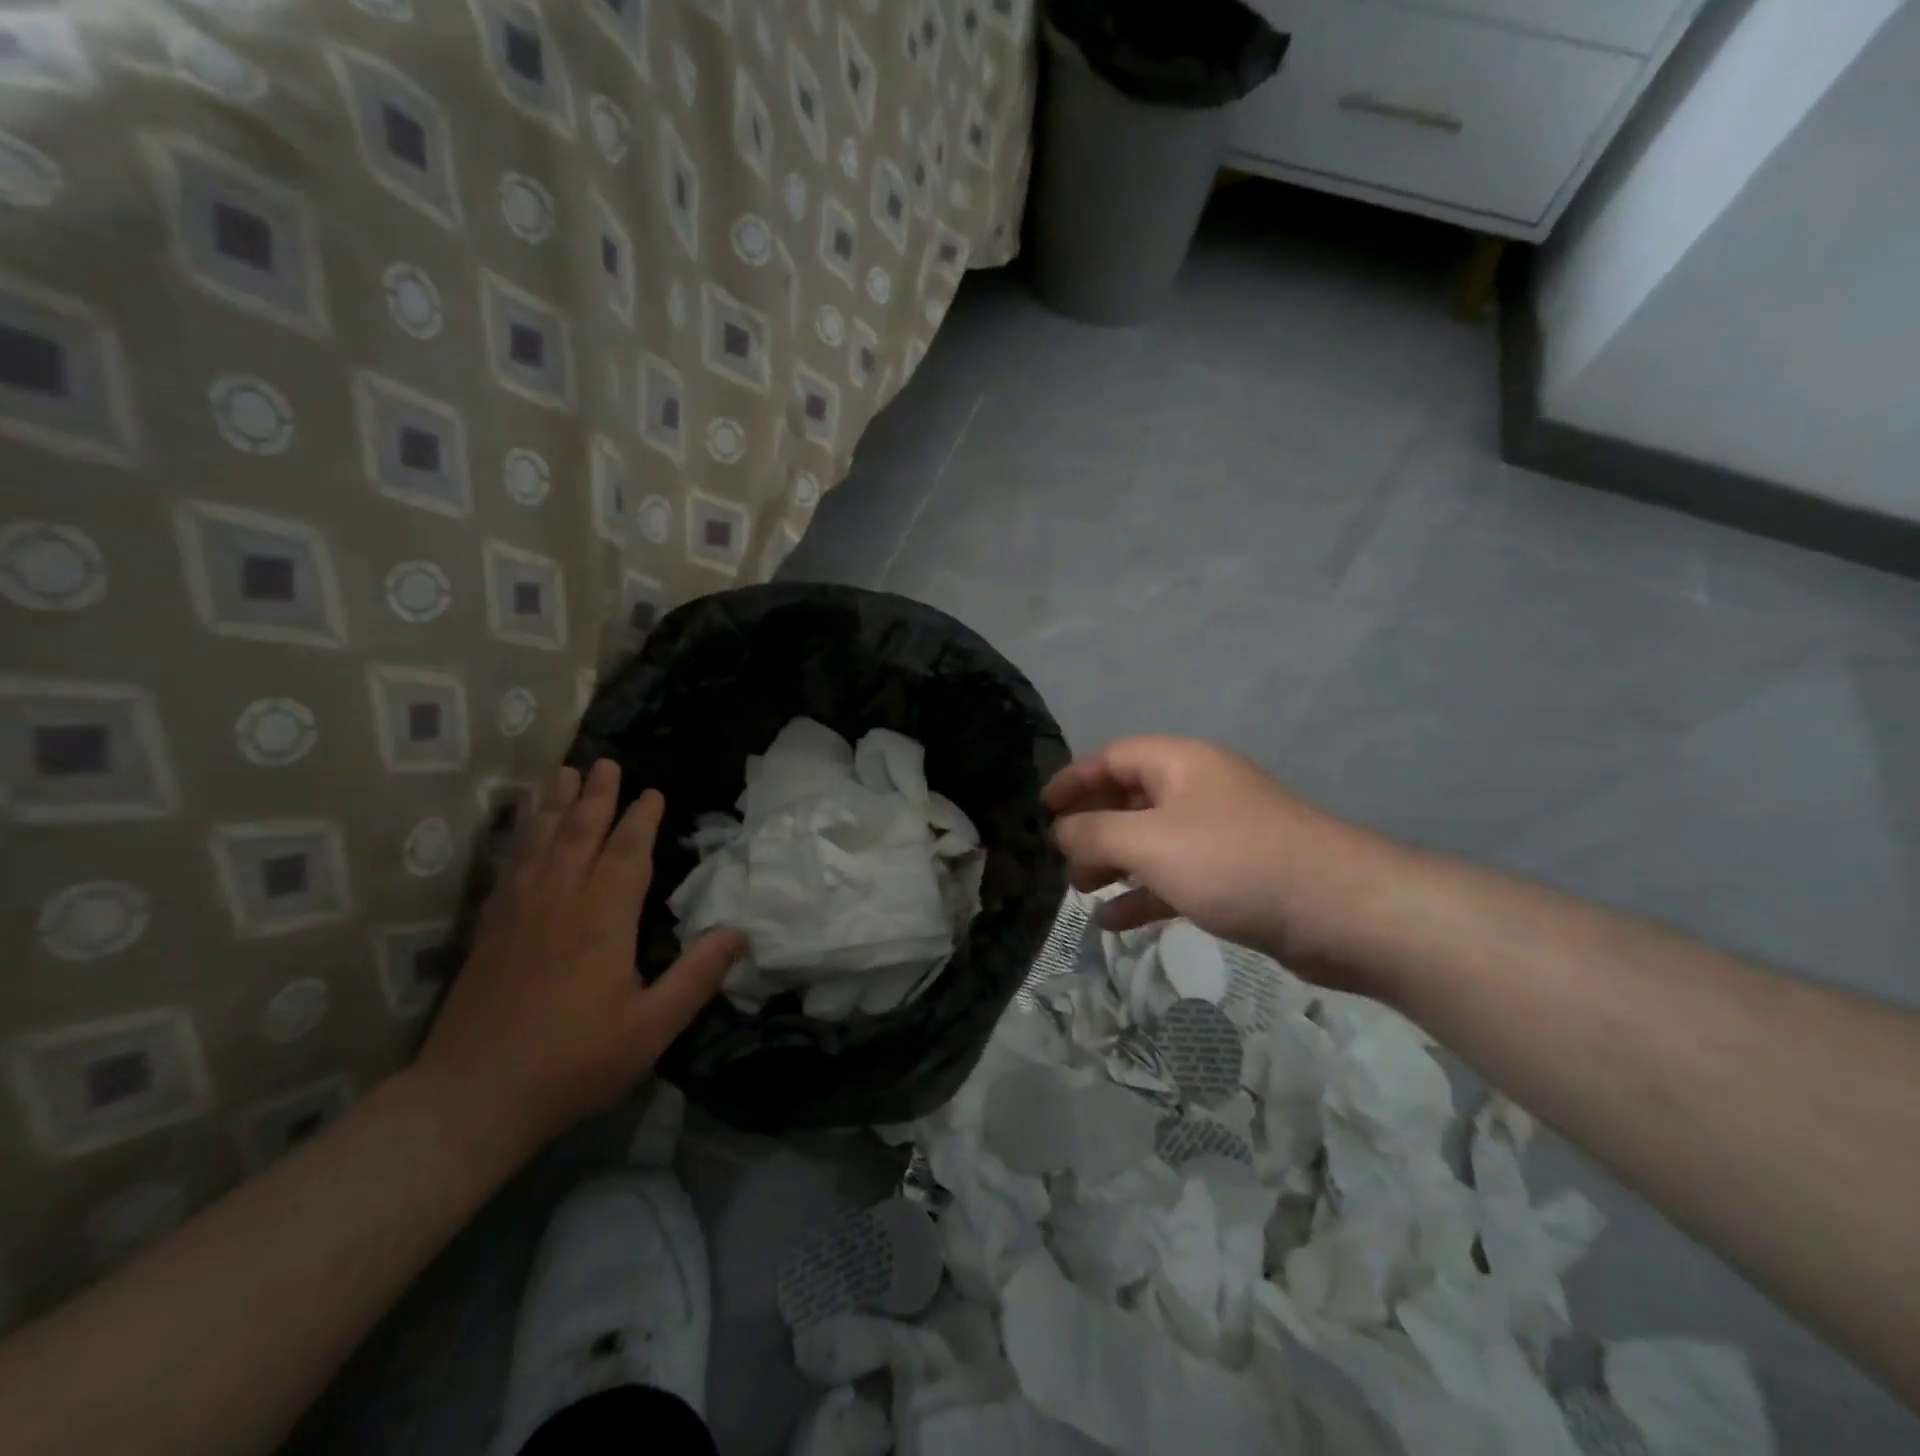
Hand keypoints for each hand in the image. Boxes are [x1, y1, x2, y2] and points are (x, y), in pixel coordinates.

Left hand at [414, 760, 745, 1157]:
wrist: (472, 1098)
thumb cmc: (573, 1061)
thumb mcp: (651, 1028)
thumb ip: (697, 977)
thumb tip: (740, 932)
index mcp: (602, 920)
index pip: (626, 854)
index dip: (641, 820)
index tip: (653, 793)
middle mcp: (559, 902)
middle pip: (579, 834)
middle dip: (597, 796)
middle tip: (606, 762)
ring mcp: (518, 913)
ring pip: (540, 842)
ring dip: (555, 805)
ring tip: (564, 773)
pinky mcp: (490, 930)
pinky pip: (511, 867)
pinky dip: (523, 838)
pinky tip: (526, 833)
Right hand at [1043, 736, 1403, 985]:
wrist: (1342, 911)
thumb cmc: (1235, 862)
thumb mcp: (1151, 843)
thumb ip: (1095, 834)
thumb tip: (1060, 832)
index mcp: (1180, 764)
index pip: (1113, 757)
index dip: (1073, 779)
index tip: (1040, 808)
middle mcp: (1199, 791)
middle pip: (1130, 798)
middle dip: (1091, 827)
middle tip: (1059, 859)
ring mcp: (1219, 835)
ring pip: (1150, 842)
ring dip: (1113, 863)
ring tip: (1080, 892)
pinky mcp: (1234, 877)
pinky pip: (1175, 878)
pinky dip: (1143, 895)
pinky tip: (1114, 923)